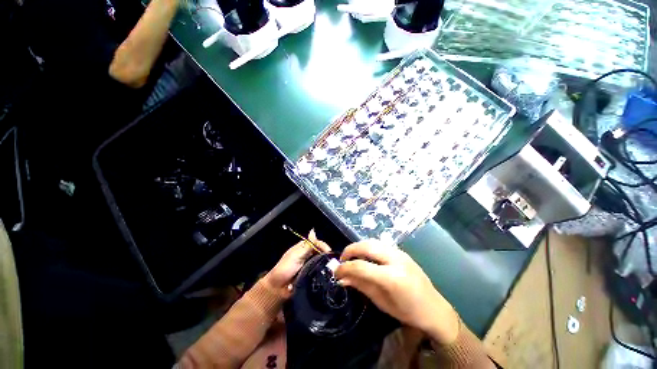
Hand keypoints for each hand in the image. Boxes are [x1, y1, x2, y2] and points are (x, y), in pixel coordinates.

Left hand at [264, 230, 330, 296]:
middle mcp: (308, 255)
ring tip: (333, 267)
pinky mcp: (311, 275)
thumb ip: (307, 245)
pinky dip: (324, 271)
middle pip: (320, 252)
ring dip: (326, 263)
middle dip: (327, 255)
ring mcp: (310, 265)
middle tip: (334, 261)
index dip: (323, 246)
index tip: (329, 252)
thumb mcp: (297, 255)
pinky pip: (319, 271)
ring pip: (321, 261)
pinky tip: (329, 273)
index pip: (317, 243)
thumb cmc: (285, 268)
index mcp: (303, 247)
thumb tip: (313, 230)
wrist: (278, 288)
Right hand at [334, 240, 459, 344]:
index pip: (361, 266)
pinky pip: (380, 244)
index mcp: (392, 277)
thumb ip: (360, 286)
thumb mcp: (381, 302)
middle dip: (350, 250)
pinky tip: (366, 256)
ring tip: (352, 257)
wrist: (434, 308)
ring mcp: (400, 252)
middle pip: (366, 246)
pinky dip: (368, 247)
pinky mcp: (401, 251)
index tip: (335, 271)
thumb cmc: (407, 311)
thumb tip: (342, 277)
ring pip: (373, 241)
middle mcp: (396, 259)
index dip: (345, 267)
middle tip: (342, 259)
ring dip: (359, 247)